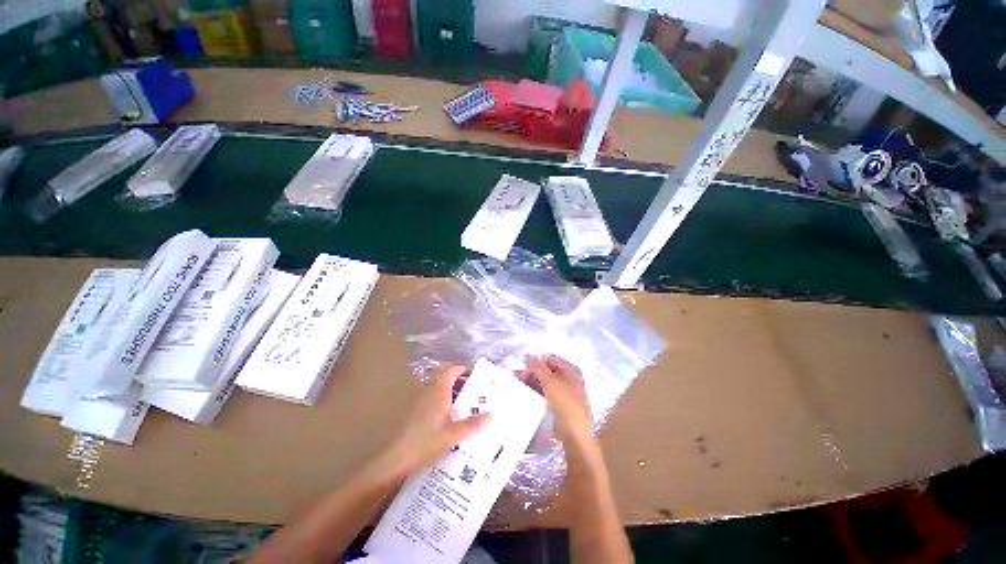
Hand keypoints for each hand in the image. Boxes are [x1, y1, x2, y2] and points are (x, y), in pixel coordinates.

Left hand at [381, 366, 490, 478]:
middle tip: (478, 396)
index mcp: (437, 391)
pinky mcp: (412, 413)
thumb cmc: (428, 441)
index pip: (451, 371)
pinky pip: (431, 402)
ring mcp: (417, 402)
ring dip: (452, 397)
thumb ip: (473, 423)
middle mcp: (426, 391)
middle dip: (461, 386)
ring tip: (469, 409)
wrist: (399, 455)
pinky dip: (443, 406)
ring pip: (437, 392)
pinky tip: (451, 422)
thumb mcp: (455, 434)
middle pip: (445, 380)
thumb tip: (492, 414)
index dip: (464, 370)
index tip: (479, 377)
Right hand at [522, 355, 593, 446]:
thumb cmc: (566, 406)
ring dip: (530, 384)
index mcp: (571, 371)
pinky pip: (543, 395)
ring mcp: (563, 393)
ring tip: (513, 387)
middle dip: (530, 374)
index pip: (549, 360)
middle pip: (546, 372)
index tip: (519, 369)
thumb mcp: (552, 384)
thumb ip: (539, 369)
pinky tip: (522, 396)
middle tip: (513, 379)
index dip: (535, 362)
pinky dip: (533, 394)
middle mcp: (568, 380)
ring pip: (543, 384)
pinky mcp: (556, 406)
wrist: (574, 434)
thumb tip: (527, 355)